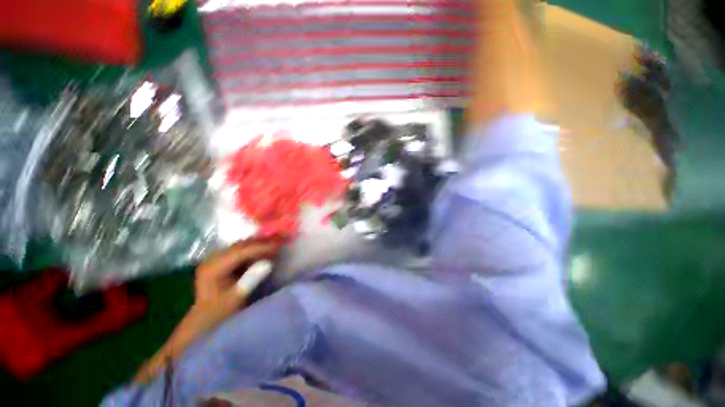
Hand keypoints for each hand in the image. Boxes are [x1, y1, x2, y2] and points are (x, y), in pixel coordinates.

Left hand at [133, 241, 278, 382]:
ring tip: (275, 246)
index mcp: (213, 268)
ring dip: (258, 245)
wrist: (205, 322)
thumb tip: (268, 262)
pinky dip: (254, 250)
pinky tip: (265, 252)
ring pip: (242, 246)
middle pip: (241, 245)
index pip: (240, 252)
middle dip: (261, 243)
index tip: (278, 246)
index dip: (260, 247)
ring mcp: (217, 259)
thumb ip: (250, 280)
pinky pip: (241, 252)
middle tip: (280, 243)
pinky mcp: (223, 262)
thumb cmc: (219, 314)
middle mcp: (213, 259)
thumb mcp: (235, 300)